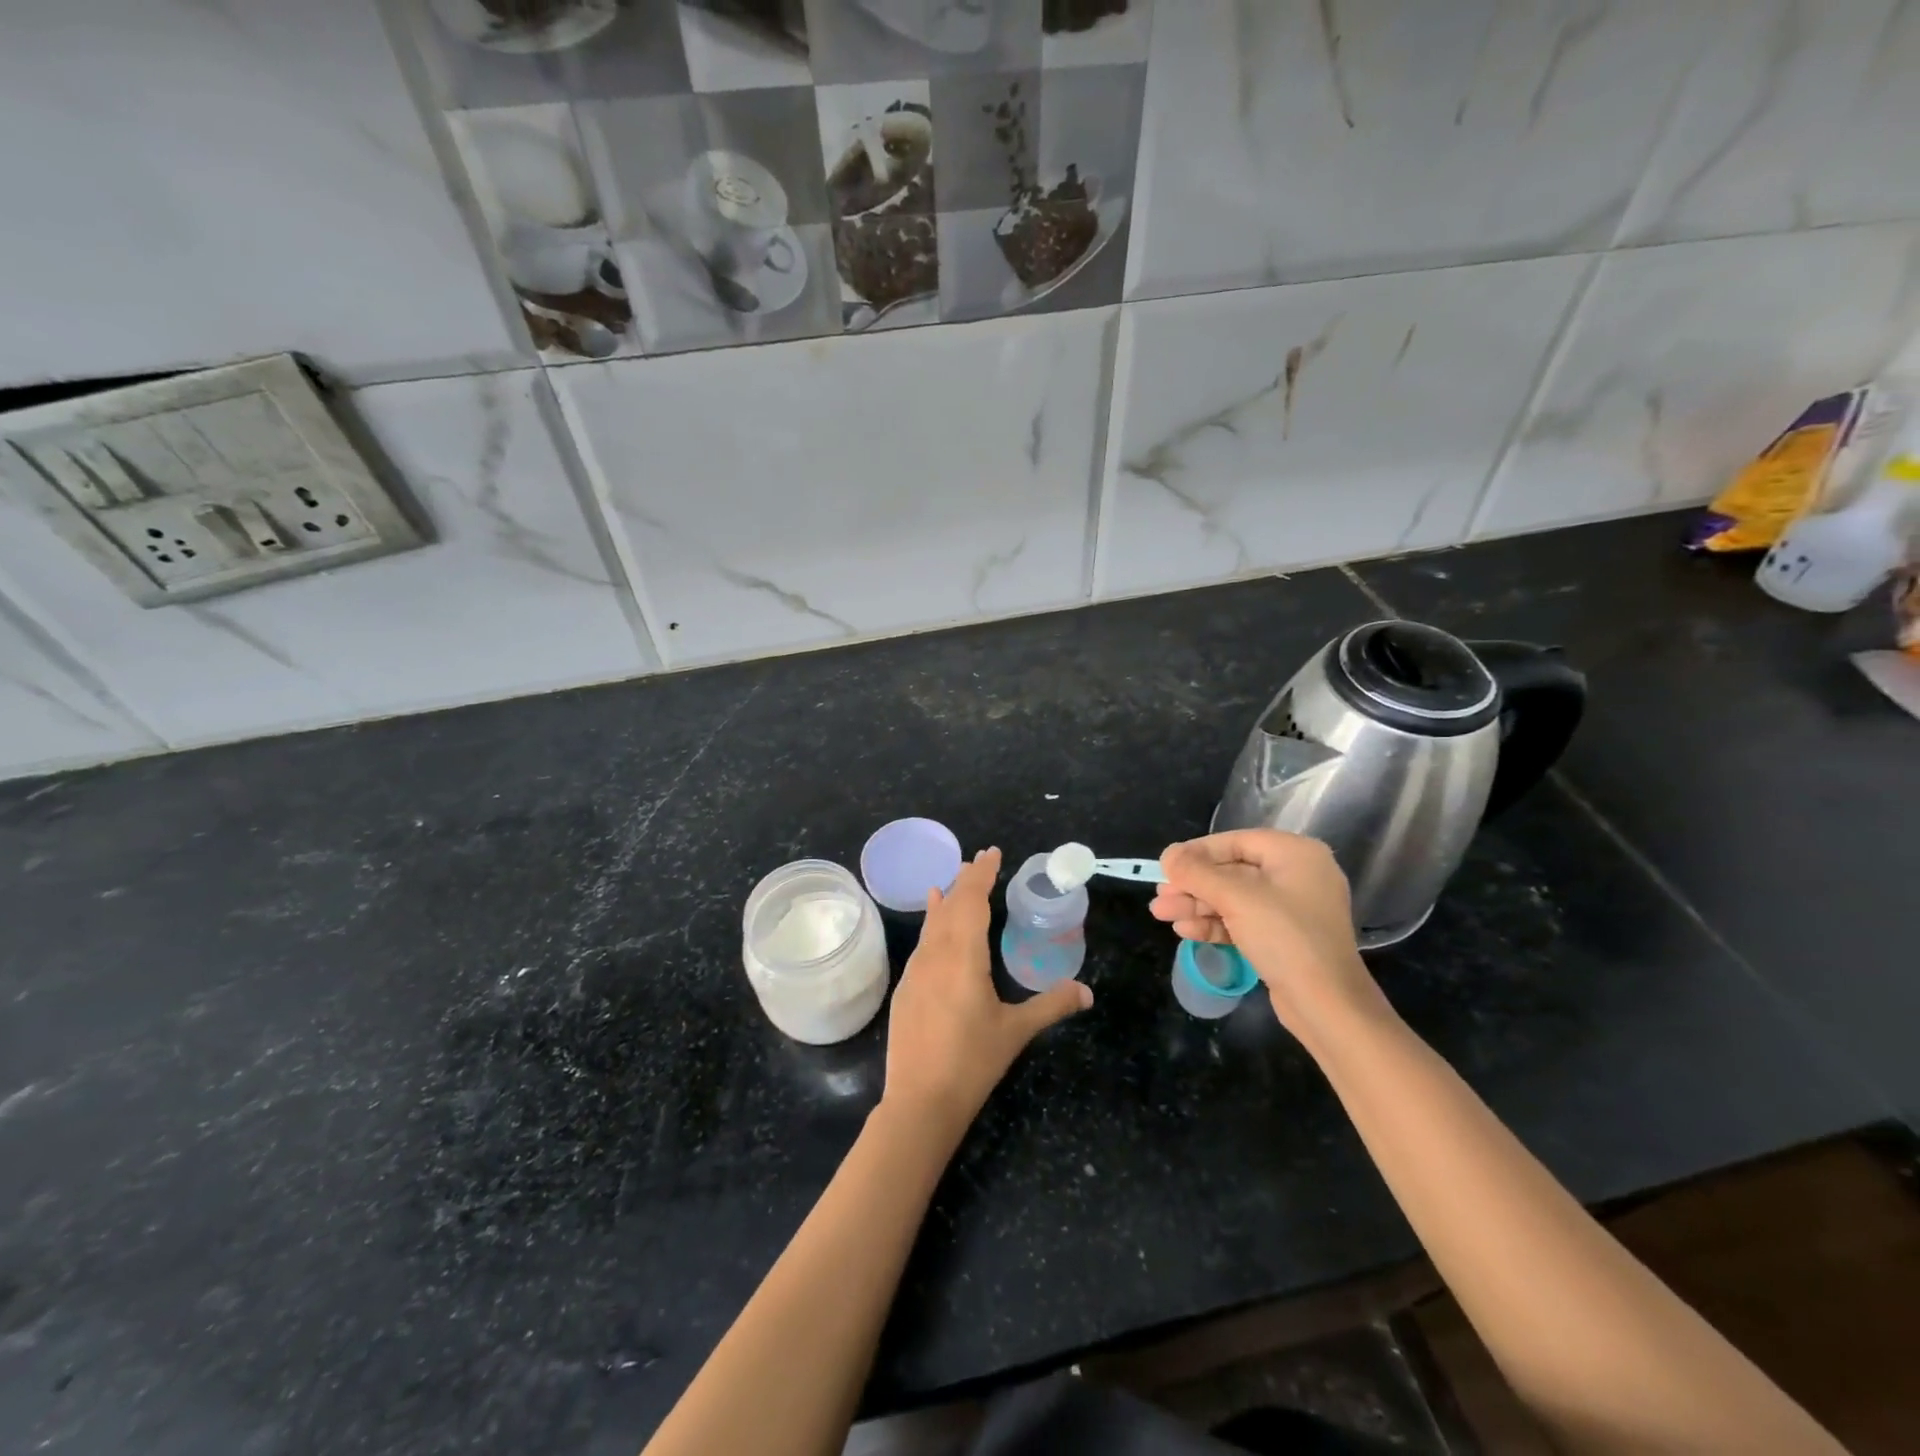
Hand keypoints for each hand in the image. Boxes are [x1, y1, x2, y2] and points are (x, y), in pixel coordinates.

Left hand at [882, 847, 1091, 1138]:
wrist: (920, 1100)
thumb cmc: (972, 1062)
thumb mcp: (1016, 1031)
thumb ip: (1051, 1006)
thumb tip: (1087, 991)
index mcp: (964, 957)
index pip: (973, 902)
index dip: (983, 875)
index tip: (992, 853)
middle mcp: (936, 954)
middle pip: (951, 906)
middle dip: (966, 880)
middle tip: (980, 860)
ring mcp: (916, 971)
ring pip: (932, 924)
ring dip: (946, 900)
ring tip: (952, 882)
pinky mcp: (906, 988)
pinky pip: (922, 943)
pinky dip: (932, 925)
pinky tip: (932, 926)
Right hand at [1151, 830, 1390, 1048]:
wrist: (1327, 1006)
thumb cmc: (1285, 938)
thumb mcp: (1236, 898)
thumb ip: (1197, 872)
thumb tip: (1168, 855)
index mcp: (1295, 854)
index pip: (1235, 842)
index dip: (1196, 852)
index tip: (1165, 866)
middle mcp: (1296, 875)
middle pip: (1231, 871)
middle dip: (1192, 885)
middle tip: (1159, 896)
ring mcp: (1291, 909)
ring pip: (1233, 898)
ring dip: (1196, 905)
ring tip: (1161, 914)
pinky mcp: (1283, 938)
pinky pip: (1243, 921)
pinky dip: (1215, 923)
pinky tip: (1185, 930)